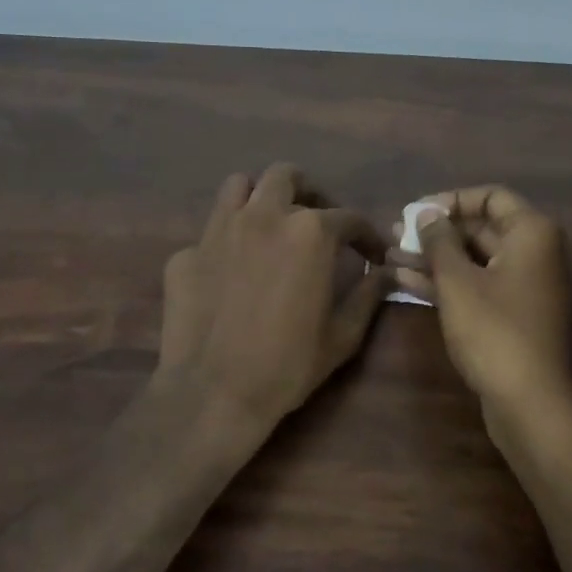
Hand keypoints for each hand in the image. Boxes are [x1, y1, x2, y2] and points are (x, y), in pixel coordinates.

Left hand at [157, 165, 390, 453]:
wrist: (212, 394)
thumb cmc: (287, 365)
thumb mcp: (342, 336)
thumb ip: (368, 295)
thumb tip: (386, 273)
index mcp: (308, 233)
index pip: (348, 217)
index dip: (368, 235)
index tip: (372, 254)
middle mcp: (263, 216)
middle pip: (286, 177)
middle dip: (308, 193)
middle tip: (317, 221)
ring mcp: (217, 230)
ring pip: (239, 187)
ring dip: (260, 198)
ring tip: (270, 225)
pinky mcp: (185, 253)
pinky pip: (210, 232)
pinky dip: (227, 241)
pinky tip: (231, 271)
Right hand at [391, 185, 571, 418]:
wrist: (533, 406)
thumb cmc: (495, 332)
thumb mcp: (457, 282)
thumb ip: (439, 240)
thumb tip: (426, 213)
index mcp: (535, 234)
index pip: (491, 197)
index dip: (449, 200)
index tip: (414, 213)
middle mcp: (542, 254)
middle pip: (484, 229)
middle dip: (437, 234)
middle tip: (395, 237)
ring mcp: (535, 288)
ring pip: (480, 262)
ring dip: (437, 260)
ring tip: (391, 259)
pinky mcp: (523, 317)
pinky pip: (485, 287)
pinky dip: (453, 284)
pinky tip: (410, 284)